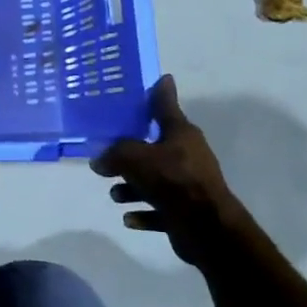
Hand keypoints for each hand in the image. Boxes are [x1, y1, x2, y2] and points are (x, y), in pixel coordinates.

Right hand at [91, 75, 247, 266]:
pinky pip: (159, 208)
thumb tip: (99, 160)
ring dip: (132, 187)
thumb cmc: (172, 180)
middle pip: (153, 147)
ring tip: (116, 195)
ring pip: (154, 179)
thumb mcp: (134, 158)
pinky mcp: (187, 211)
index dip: (159, 92)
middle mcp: (187, 155)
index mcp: (181, 134)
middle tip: (107, 156)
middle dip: (129, 155)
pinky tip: (129, 218)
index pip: (165, 105)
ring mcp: (189, 184)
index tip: (158, 79)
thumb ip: (113, 154)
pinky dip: (144, 212)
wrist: (207, 227)